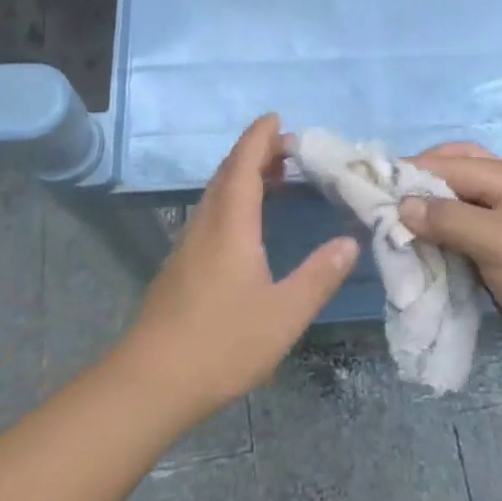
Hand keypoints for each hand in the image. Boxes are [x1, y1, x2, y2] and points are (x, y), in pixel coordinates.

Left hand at [119, 115, 358, 419]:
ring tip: (275, 176)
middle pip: (227, 173)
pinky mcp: (180, 265)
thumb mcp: (284, 314)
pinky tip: (247, 223)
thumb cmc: (222, 343)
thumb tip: (350, 242)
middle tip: (288, 147)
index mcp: (231, 225)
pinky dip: (233, 199)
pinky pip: (210, 213)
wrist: (150, 382)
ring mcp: (188, 245)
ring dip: (243, 175)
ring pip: (216, 194)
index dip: (259, 138)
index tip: (277, 118)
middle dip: (255, 152)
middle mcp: (206, 225)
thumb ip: (319, 276)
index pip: (244, 165)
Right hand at [400, 146, 501, 373]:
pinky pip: (461, 237)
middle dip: (419, 186)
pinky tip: (417, 252)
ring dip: (427, 216)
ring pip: (454, 208)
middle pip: (453, 176)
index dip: (412, 172)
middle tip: (384, 203)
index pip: (451, 163)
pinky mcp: (500, 253)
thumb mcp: (497, 241)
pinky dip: (439, 241)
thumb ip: (448, 219)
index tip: (372, 185)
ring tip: (392, 229)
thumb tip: (401, 206)